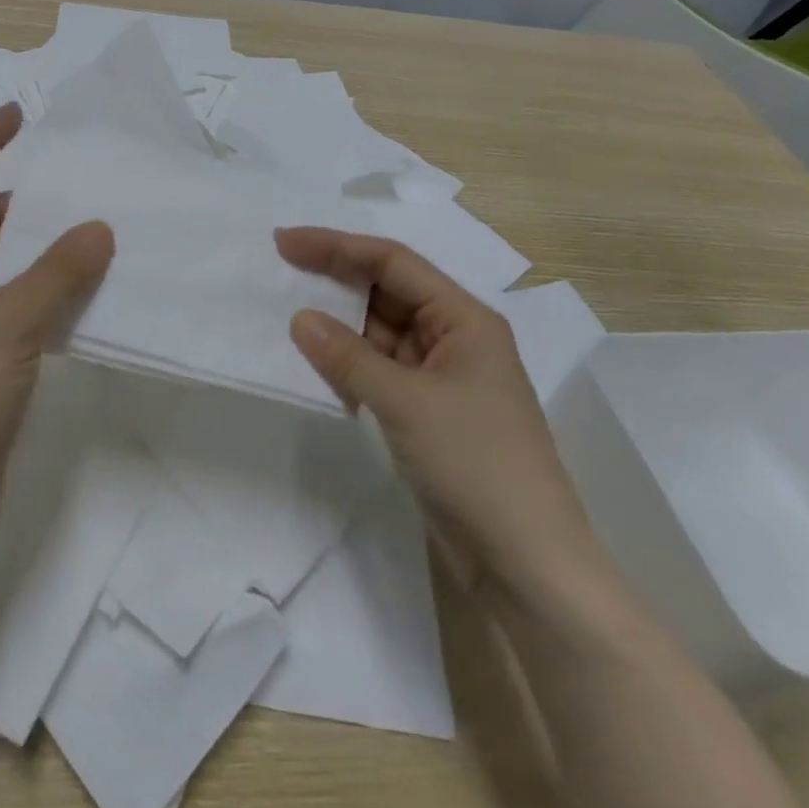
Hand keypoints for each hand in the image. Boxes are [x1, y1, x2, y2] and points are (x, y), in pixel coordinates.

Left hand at [0, 104, 114, 541]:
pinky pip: (6, 299)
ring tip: (82, 231)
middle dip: (15, 198)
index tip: (19, 116)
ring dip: (30, 244)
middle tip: (68, 186)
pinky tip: (75, 289)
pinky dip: (36, 285)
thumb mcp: (12, 322)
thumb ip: (58, 271)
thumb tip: (98, 227)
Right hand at [276, 227, 604, 600]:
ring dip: (340, 324)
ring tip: (288, 311)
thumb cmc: (476, 465)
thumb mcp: (406, 403)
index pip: (393, 263)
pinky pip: (381, 370)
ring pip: (381, 332)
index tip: (286, 242)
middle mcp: (455, 337)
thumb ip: (348, 357)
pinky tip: (318, 364)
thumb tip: (300, 318)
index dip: (337, 246)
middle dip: (336, 278)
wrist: (527, 565)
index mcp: (464, 319)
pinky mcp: (429, 412)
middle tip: (281, 267)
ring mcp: (442, 377)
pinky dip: (350, 364)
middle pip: (388, 292)